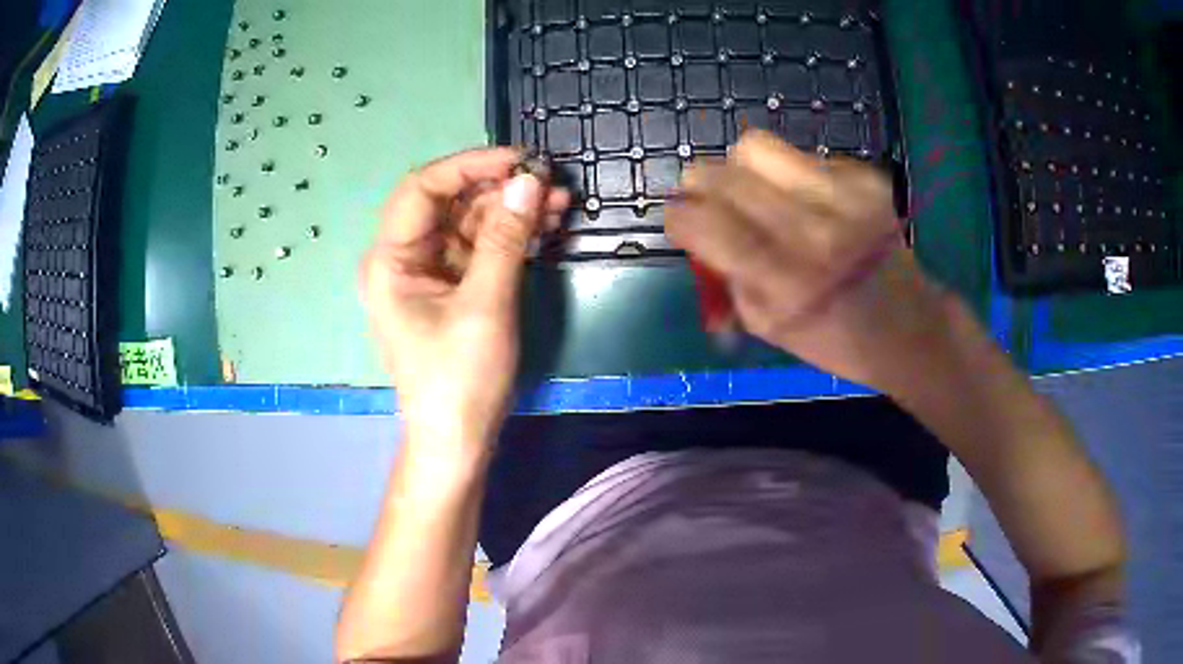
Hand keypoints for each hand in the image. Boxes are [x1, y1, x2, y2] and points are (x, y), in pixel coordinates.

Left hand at [360, 148, 569, 448]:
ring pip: (470, 223)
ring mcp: (429, 273)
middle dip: (500, 189)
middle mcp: (404, 259)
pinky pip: (481, 248)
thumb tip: (530, 182)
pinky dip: (512, 236)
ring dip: (513, 211)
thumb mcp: (486, 305)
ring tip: (560, 203)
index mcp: (391, 261)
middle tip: (550, 183)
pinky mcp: (453, 288)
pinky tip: (545, 225)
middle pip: (449, 203)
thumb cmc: (460, 379)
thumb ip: (506, 238)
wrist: (458, 440)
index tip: (520, 161)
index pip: (423, 189)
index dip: (470, 166)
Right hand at [666, 130, 954, 394]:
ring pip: (755, 147)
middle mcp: (810, 231)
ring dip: (743, 169)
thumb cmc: (834, 341)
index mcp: (781, 282)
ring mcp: (841, 197)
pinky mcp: (863, 177)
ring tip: (758, 193)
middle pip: (720, 173)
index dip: (678, 216)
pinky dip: (791, 176)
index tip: (682, 222)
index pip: (699, 221)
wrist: (910, 327)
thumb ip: (725, 276)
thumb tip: (694, 232)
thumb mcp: (768, 326)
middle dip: (700, 186)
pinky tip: (810, 202)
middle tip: (710, 202)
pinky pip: (801, 156)